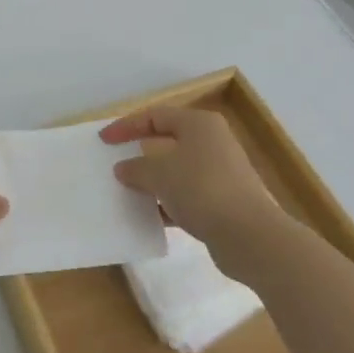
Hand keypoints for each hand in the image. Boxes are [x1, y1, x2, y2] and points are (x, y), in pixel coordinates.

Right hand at [99, 107, 285, 264]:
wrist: (250, 235)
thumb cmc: (201, 189)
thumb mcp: (160, 174)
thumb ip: (136, 168)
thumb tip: (124, 168)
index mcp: (199, 124)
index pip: (155, 116)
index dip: (126, 126)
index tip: (103, 141)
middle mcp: (212, 142)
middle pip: (167, 141)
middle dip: (139, 154)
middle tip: (115, 163)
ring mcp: (220, 173)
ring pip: (177, 171)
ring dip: (153, 181)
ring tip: (127, 192)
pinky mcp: (223, 201)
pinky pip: (187, 196)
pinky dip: (168, 203)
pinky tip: (150, 217)